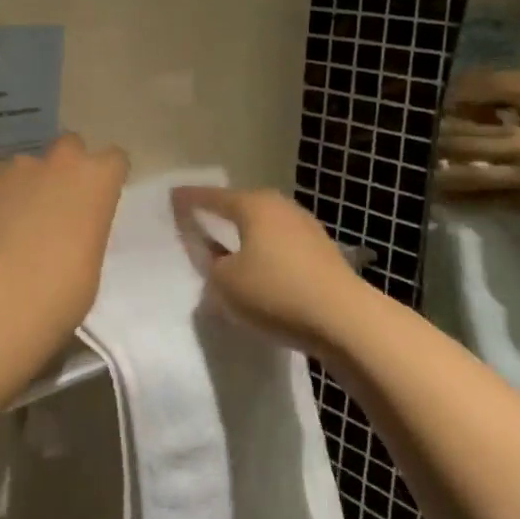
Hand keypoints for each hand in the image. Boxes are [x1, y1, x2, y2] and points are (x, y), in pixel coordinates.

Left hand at [0, 134, 128, 337]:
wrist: (4, 295)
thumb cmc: (64, 289)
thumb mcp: (91, 256)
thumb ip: (83, 227)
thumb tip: (66, 229)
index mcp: (96, 180)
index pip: (113, 159)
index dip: (104, 176)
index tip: (97, 196)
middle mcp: (59, 161)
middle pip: (69, 145)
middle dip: (64, 166)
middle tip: (54, 201)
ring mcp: (16, 165)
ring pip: (24, 166)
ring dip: (23, 185)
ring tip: (10, 222)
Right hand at [170, 186, 369, 354]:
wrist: (346, 321)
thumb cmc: (276, 293)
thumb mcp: (225, 284)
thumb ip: (211, 267)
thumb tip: (216, 262)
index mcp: (252, 205)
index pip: (211, 197)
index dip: (189, 199)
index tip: (173, 197)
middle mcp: (280, 207)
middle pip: (242, 207)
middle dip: (222, 215)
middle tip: (201, 223)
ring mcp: (306, 228)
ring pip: (265, 227)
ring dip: (247, 238)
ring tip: (230, 251)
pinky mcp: (324, 254)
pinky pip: (283, 247)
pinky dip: (267, 254)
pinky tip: (262, 271)